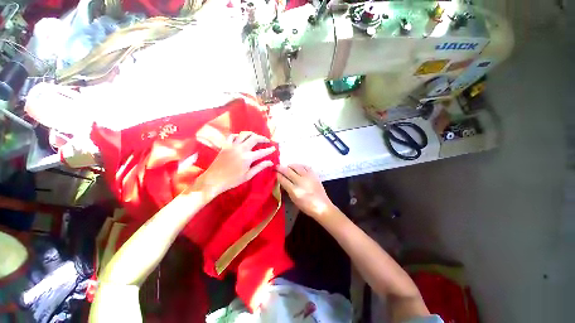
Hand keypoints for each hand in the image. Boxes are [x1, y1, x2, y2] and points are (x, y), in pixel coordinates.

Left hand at [199, 131, 275, 196]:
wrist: (214, 180)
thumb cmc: (232, 180)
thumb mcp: (248, 175)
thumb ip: (260, 167)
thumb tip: (270, 162)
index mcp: (247, 158)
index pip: (262, 152)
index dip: (269, 149)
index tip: (274, 148)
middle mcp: (241, 149)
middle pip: (254, 138)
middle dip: (262, 138)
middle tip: (267, 140)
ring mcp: (232, 146)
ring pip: (244, 134)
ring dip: (252, 134)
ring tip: (256, 137)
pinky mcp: (225, 145)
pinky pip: (232, 136)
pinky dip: (238, 135)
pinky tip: (241, 139)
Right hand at [276, 164, 334, 218]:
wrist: (322, 206)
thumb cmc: (306, 206)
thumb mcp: (294, 199)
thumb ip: (288, 189)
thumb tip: (283, 181)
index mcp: (294, 190)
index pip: (283, 180)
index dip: (277, 175)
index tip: (274, 172)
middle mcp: (300, 181)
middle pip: (288, 171)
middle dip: (281, 168)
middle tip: (277, 166)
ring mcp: (308, 177)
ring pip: (297, 167)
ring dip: (290, 166)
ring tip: (288, 166)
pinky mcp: (314, 175)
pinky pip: (306, 166)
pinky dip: (300, 165)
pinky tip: (298, 167)